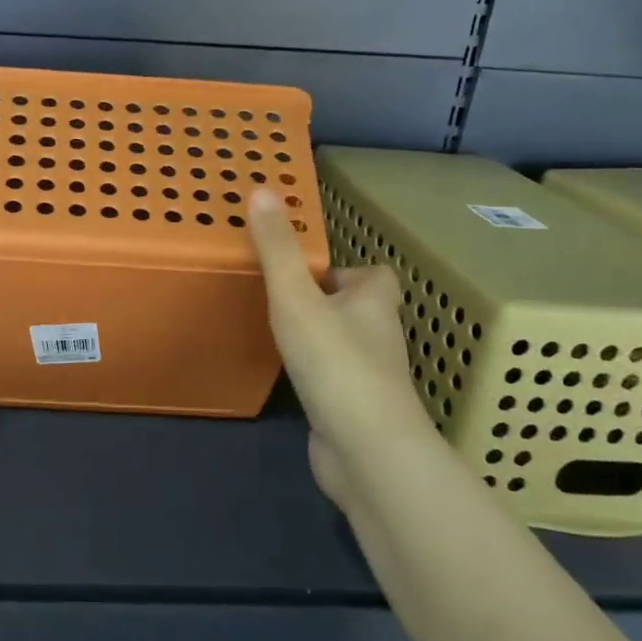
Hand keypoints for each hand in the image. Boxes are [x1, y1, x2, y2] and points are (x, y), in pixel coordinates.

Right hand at [247, 189, 428, 506]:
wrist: (366, 451)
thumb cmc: (335, 362)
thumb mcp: (296, 297)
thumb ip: (276, 248)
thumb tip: (262, 189)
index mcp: (373, 303)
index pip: (375, 275)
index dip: (349, 270)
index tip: (311, 270)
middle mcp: (378, 337)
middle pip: (358, 309)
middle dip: (326, 302)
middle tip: (283, 297)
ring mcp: (369, 378)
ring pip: (345, 346)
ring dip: (319, 338)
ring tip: (278, 331)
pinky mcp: (354, 410)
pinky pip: (333, 381)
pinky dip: (316, 376)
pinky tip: (288, 378)